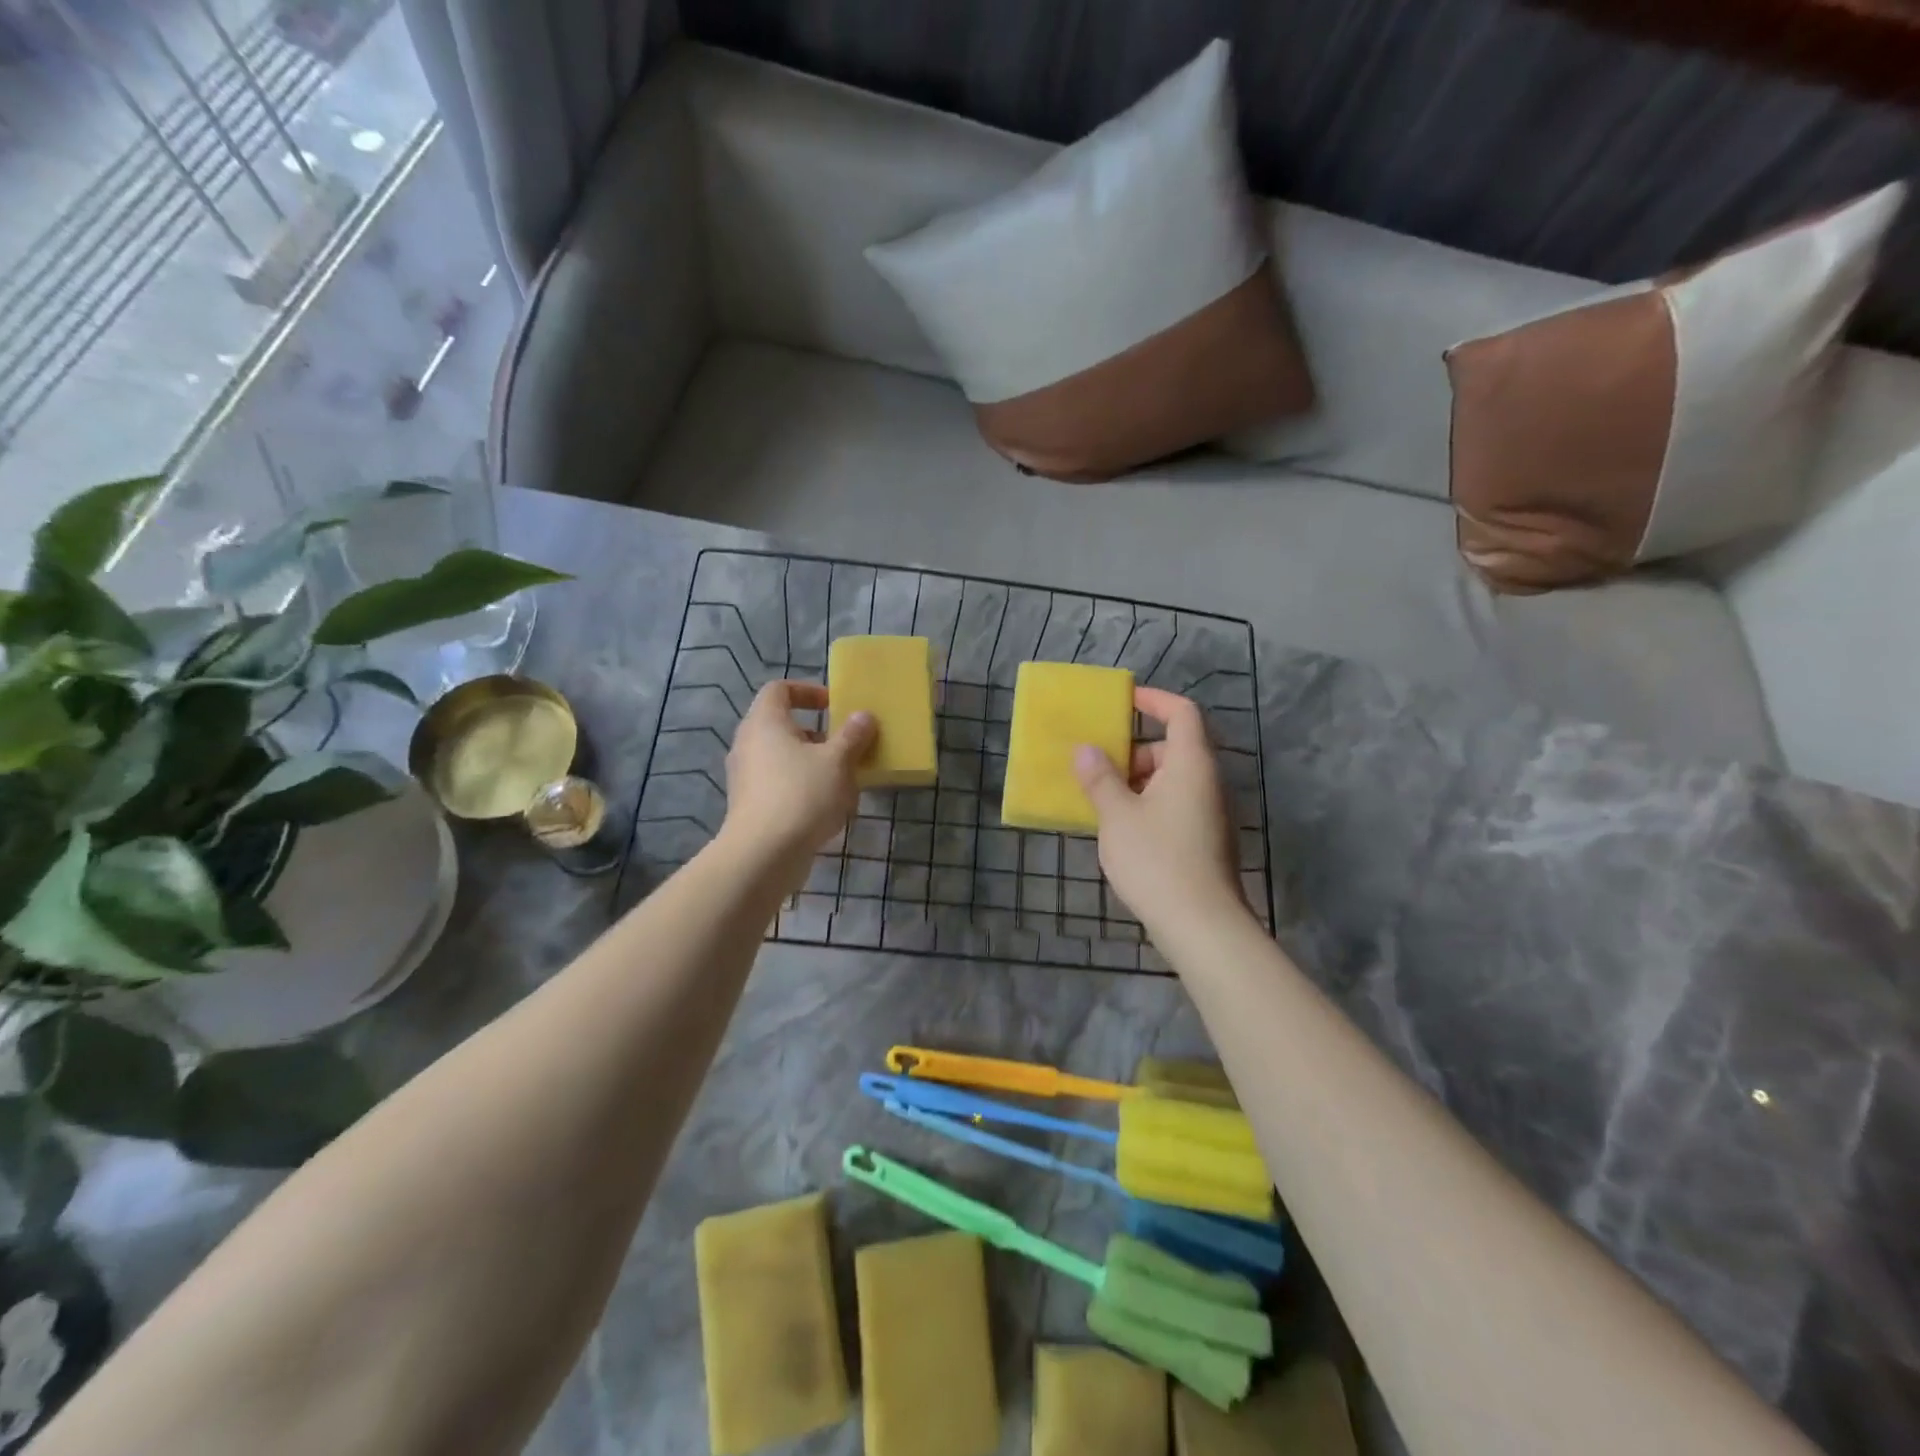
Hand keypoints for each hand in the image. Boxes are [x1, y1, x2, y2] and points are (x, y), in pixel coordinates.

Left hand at [721, 682, 875, 867]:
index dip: (808, 691)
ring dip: (815, 766)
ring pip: (785, 760)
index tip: (834, 706)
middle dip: (819, 736)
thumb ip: (852, 736)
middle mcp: (748, 744)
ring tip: (844, 783)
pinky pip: (780, 786)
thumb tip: (863, 716)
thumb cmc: (801, 794)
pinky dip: (804, 790)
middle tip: (846, 748)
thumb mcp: (837, 761)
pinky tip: (829, 811)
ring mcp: (746, 777)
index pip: (779, 690)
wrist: (763, 854)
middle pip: (784, 727)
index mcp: (764, 722)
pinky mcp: (750, 806)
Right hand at [1074, 687, 1244, 935]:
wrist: (1201, 925)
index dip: (1154, 700)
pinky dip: (1148, 805)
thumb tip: (1086, 750)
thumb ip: (1100, 778)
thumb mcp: (1117, 815)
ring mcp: (1210, 813)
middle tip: (1099, 767)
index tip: (1124, 700)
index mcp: (1190, 764)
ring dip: (1137, 782)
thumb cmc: (1157, 859)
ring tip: (1102, 801)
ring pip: (1171, 781)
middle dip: (1134, 751)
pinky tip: (1121, 831)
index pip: (1182, 713)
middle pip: (1173, 748)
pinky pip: (1174, 806)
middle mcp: (1206, 782)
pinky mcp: (1205, 840)